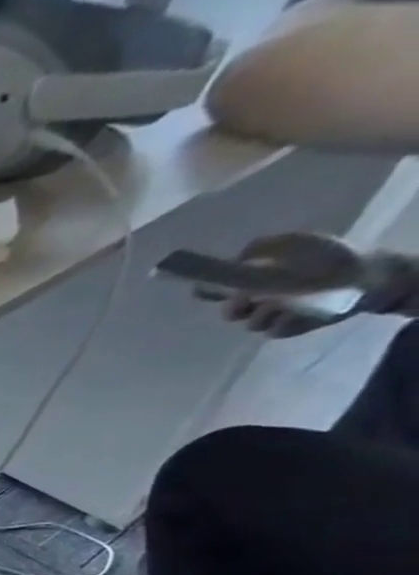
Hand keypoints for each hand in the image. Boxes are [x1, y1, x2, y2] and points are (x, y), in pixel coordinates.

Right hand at [210, 233, 416, 337]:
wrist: (371, 277)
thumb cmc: (332, 257)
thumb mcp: (295, 243)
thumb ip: (261, 248)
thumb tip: (233, 260)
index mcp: (258, 276)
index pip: (222, 284)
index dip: (209, 288)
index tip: (203, 290)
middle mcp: (261, 296)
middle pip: (231, 309)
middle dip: (235, 308)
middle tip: (245, 304)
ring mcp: (275, 313)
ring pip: (251, 322)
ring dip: (263, 315)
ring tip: (284, 306)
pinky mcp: (290, 327)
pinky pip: (274, 331)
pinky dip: (284, 324)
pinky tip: (298, 316)